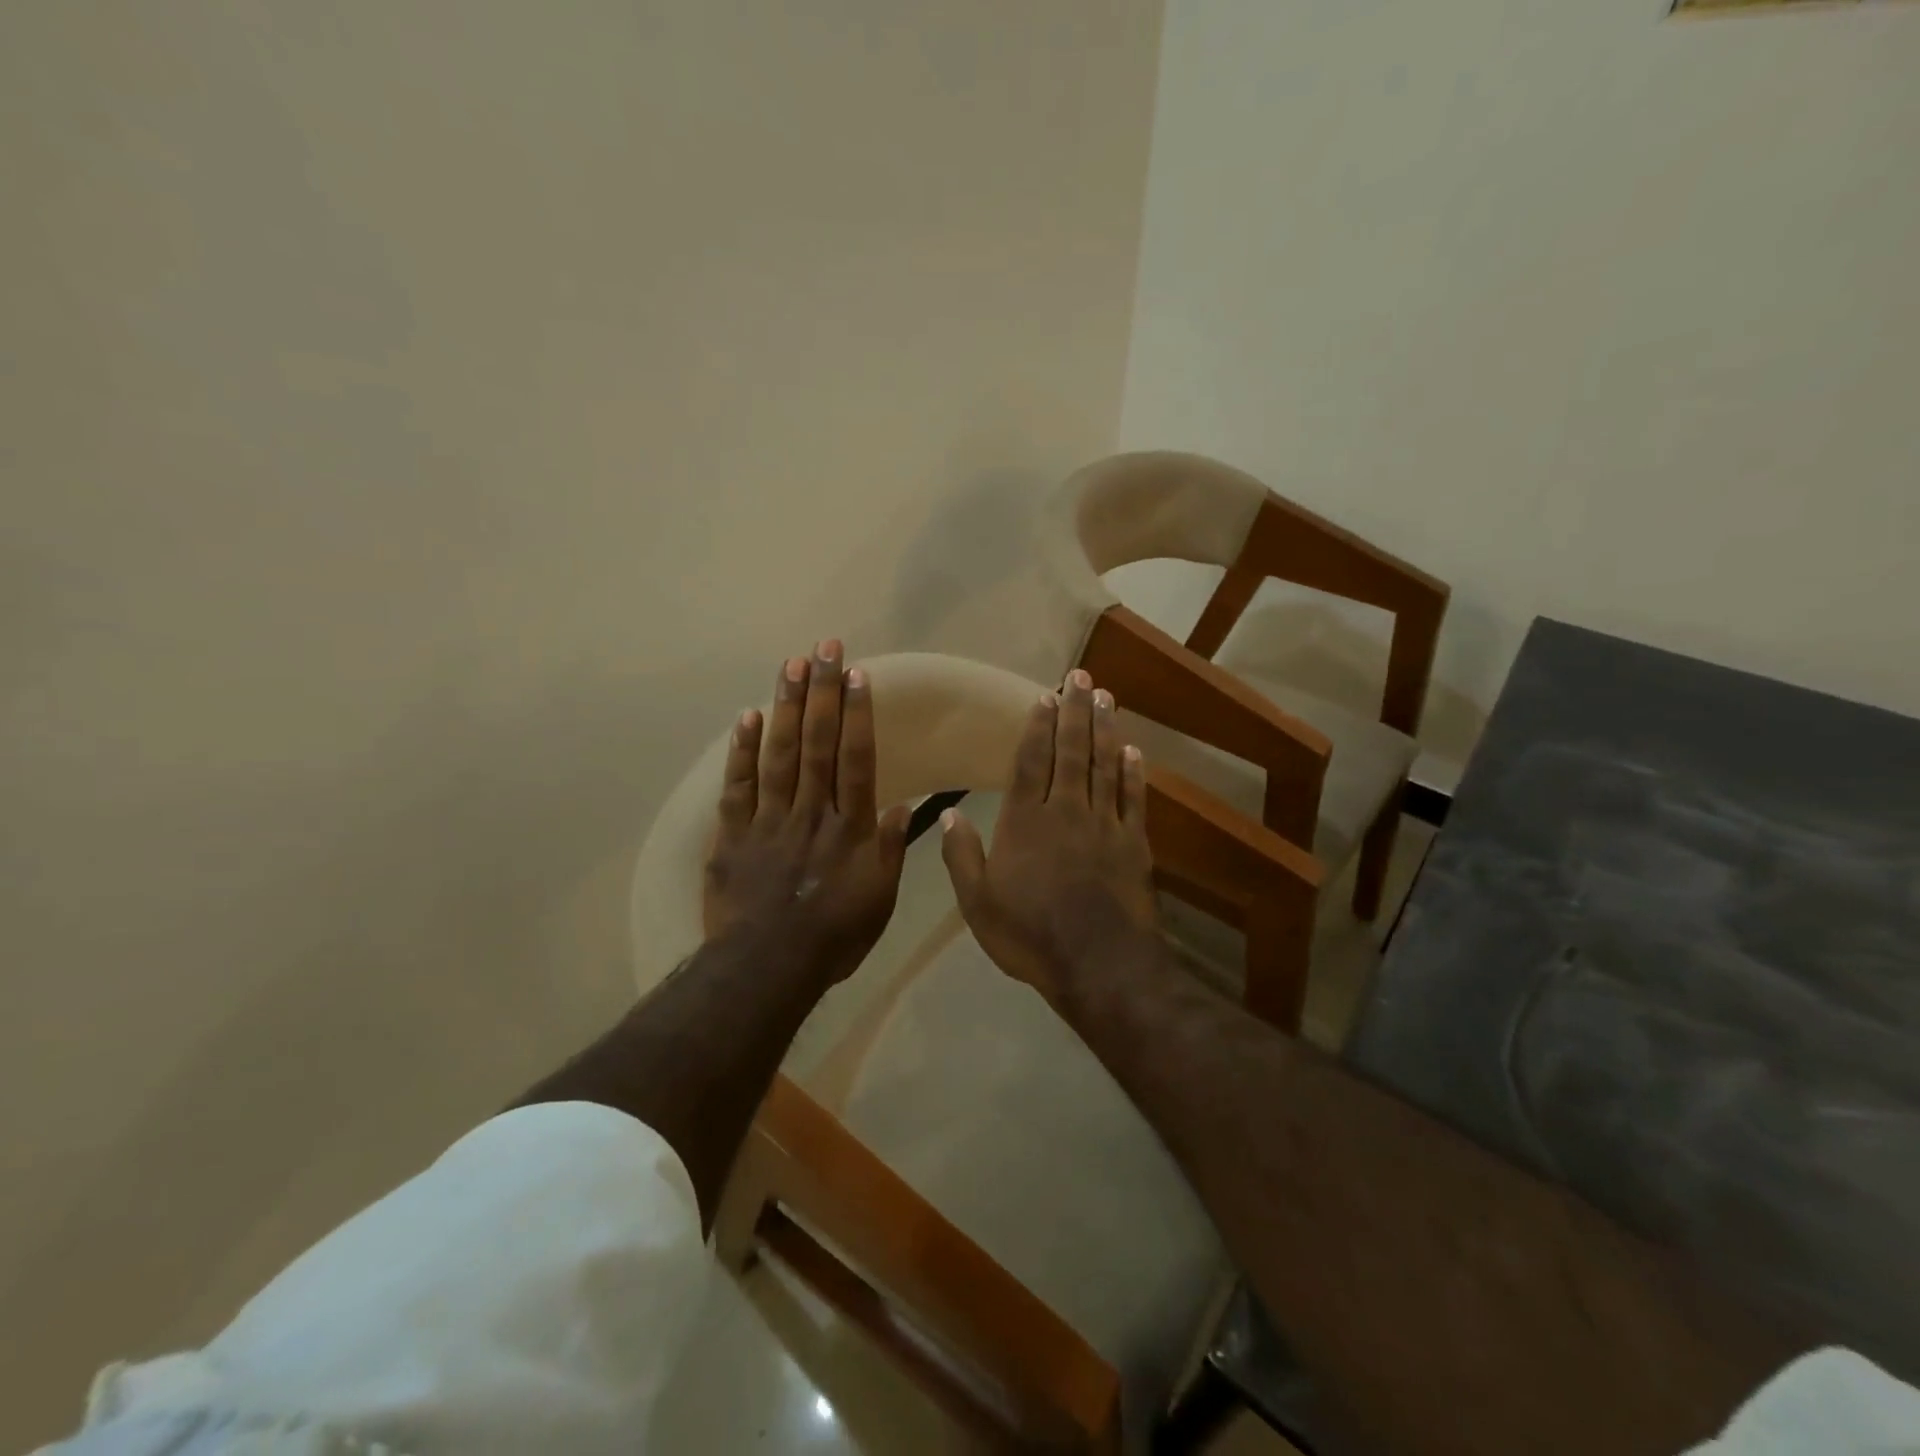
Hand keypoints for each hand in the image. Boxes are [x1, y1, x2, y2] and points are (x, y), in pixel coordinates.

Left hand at [703, 640, 911, 986]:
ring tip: (790, 665)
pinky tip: (747, 716)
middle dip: (823, 693)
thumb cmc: (834, 937)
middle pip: (818, 745)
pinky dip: (742, 751)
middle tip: (824, 648)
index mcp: (849, 829)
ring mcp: (769, 821)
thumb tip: (901, 806)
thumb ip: (889, 851)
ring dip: (786, 707)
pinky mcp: (734, 835)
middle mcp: (811, 813)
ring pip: (779, 755)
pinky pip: (738, 787)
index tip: (857, 675)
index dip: (857, 715)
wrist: (766, 968)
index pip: (856, 761)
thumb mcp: (879, 900)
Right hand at [939, 668, 1160, 1007]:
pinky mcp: (1134, 843)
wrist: (1098, 964)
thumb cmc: (1030, 935)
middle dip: (1073, 712)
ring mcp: (1104, 824)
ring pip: (1104, 765)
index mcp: (1025, 822)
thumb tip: (948, 815)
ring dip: (1104, 729)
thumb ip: (962, 857)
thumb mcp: (978, 904)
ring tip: (1105, 698)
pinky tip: (1133, 750)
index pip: (1030, 762)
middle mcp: (1065, 811)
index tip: (1043, 696)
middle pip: (1071, 752)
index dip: (1036, 727)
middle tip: (1079, 677)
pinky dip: (1134, 772)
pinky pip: (1133, 798)